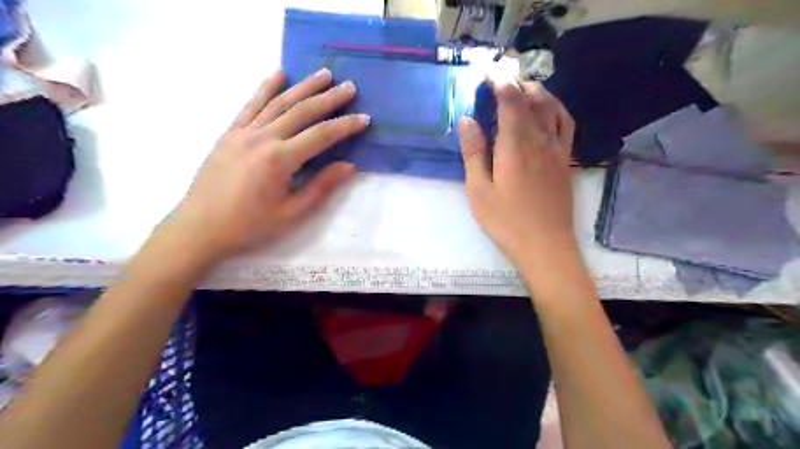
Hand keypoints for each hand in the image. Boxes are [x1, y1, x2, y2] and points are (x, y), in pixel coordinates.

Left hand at [155, 69, 367, 263]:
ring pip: (279, 102)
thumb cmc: (249, 225)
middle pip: (302, 111)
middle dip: (329, 98)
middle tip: (350, 87)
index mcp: (280, 159)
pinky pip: (251, 105)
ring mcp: (243, 132)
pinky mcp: (230, 133)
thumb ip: (321, 187)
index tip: (364, 118)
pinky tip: (278, 74)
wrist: (200, 227)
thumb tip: (348, 166)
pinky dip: (266, 88)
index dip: (345, 126)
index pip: (321, 135)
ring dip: (303, 86)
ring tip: (323, 74)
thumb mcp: (291, 213)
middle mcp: (263, 138)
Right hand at [460, 78, 578, 277]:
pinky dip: (557, 108)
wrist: (546, 246)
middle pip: (532, 99)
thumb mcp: (479, 191)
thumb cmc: (506, 222)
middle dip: (515, 83)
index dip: (500, 82)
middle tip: (499, 80)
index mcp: (515, 146)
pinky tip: (548, 110)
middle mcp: (540, 140)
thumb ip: (473, 154)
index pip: (511, 101)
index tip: (487, 73)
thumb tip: (467, 120)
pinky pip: (566, 124)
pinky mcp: (566, 161)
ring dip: (537, 91)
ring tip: (522, 88)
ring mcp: (557, 150)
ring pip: (552, 107)